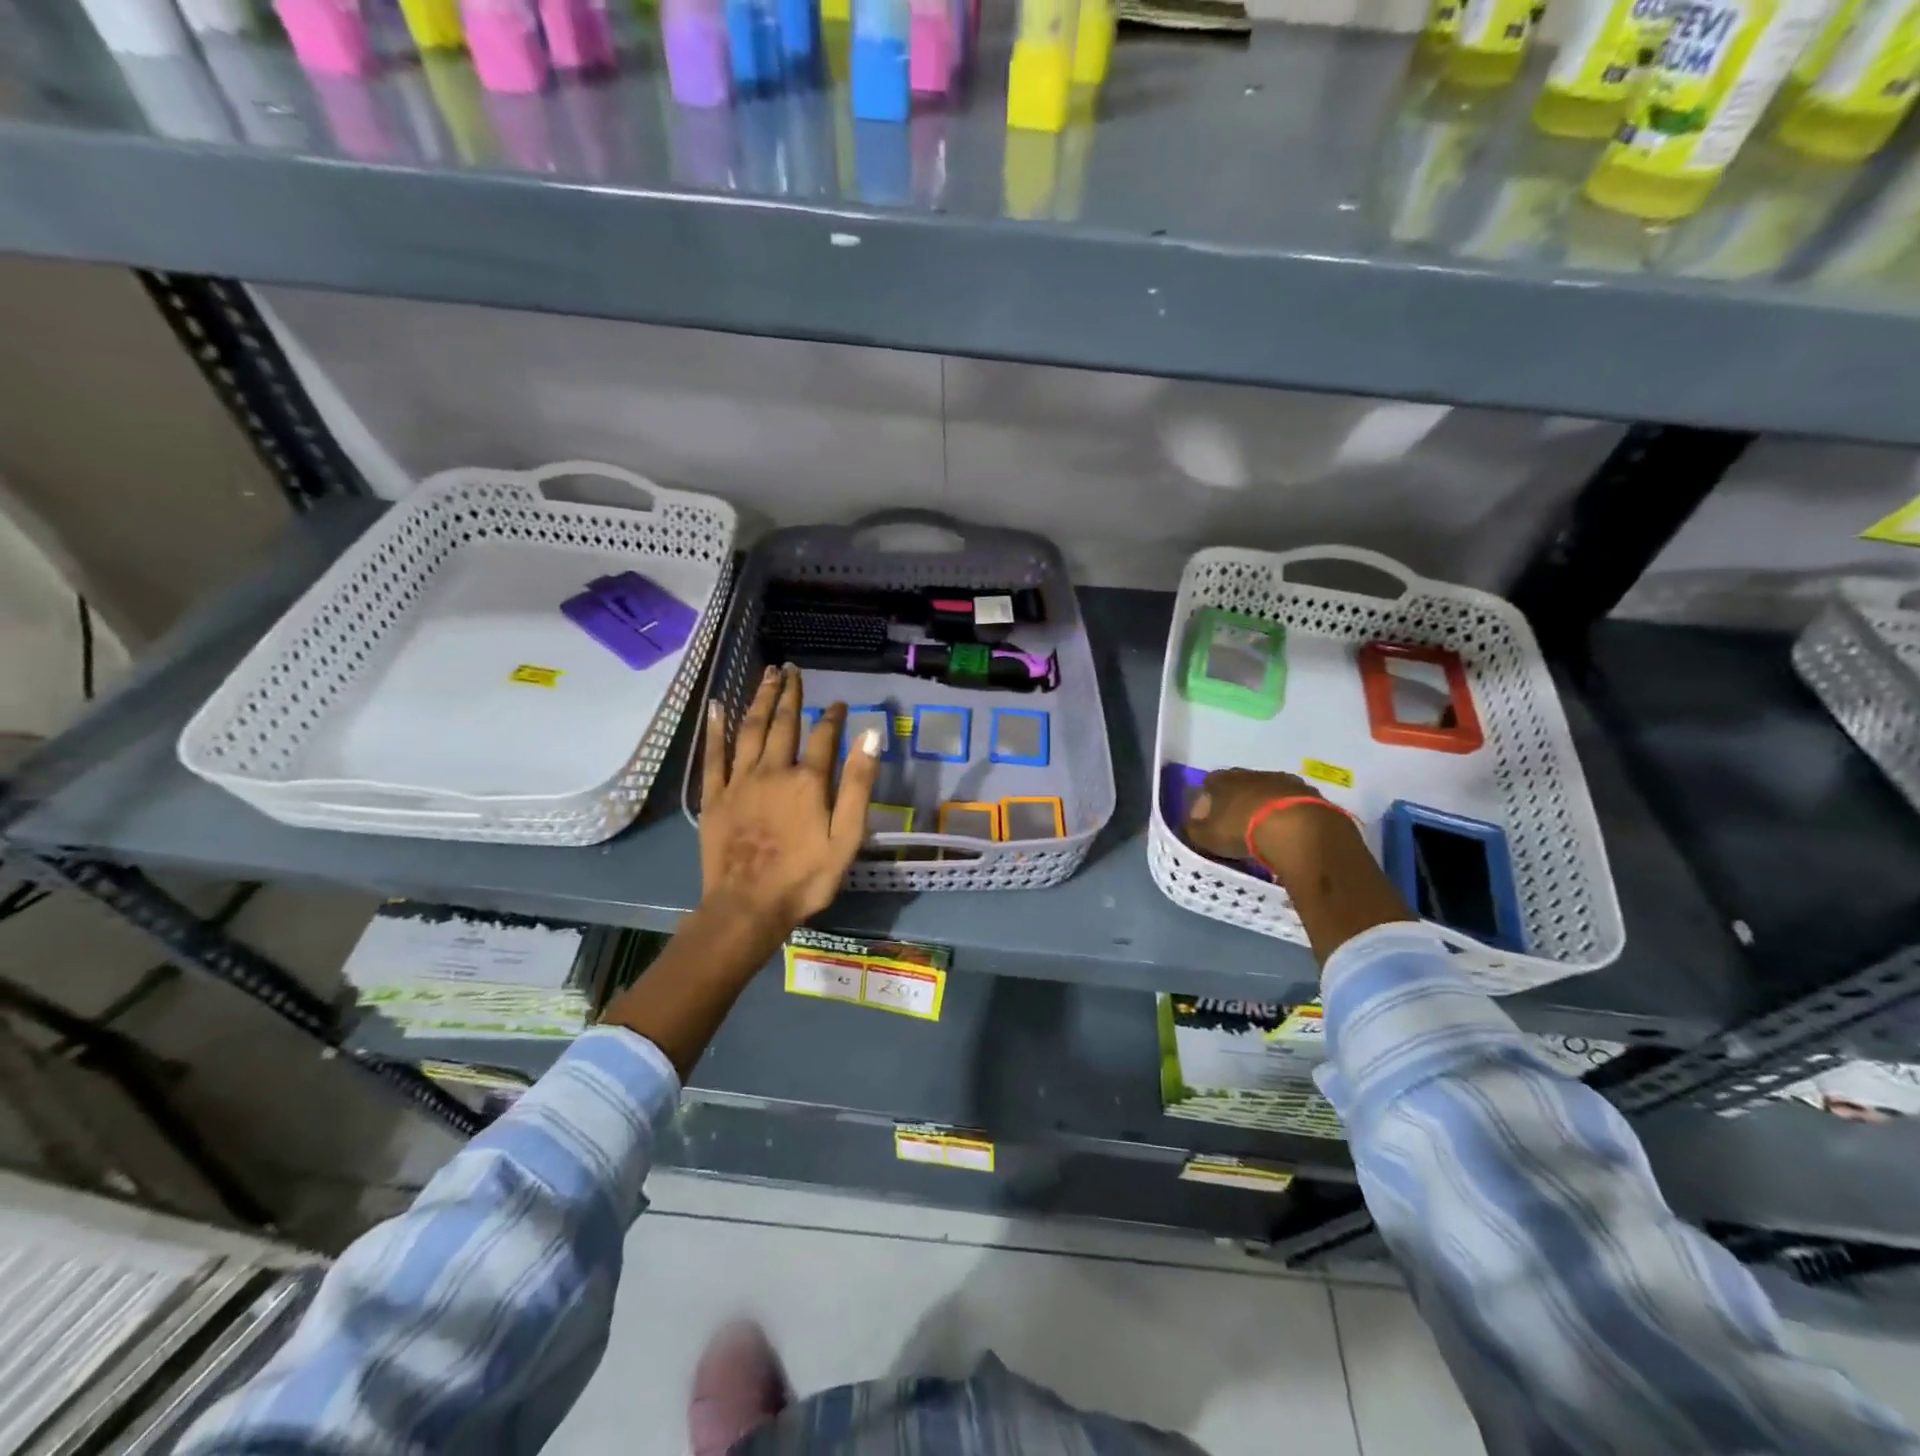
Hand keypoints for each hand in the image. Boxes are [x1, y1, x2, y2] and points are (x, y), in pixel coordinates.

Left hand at [700, 664, 881, 935]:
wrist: (748, 907)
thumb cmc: (805, 877)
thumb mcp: (847, 836)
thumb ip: (858, 784)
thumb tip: (870, 735)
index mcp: (807, 781)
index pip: (824, 737)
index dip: (833, 717)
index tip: (839, 703)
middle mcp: (773, 770)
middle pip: (783, 723)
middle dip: (789, 695)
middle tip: (791, 670)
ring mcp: (739, 782)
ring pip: (750, 730)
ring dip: (759, 700)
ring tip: (766, 675)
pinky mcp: (715, 797)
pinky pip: (714, 755)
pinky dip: (715, 729)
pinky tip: (716, 706)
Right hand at [1186, 769, 1341, 879]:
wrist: (1294, 828)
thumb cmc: (1241, 829)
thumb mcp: (1206, 836)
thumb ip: (1193, 829)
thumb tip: (1191, 824)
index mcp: (1222, 780)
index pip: (1208, 784)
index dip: (1207, 801)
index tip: (1209, 819)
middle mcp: (1249, 773)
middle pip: (1238, 784)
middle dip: (1236, 800)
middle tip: (1237, 823)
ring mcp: (1281, 779)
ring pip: (1267, 790)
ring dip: (1264, 804)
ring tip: (1265, 828)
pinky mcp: (1307, 791)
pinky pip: (1291, 801)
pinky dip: (1287, 811)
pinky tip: (1288, 829)